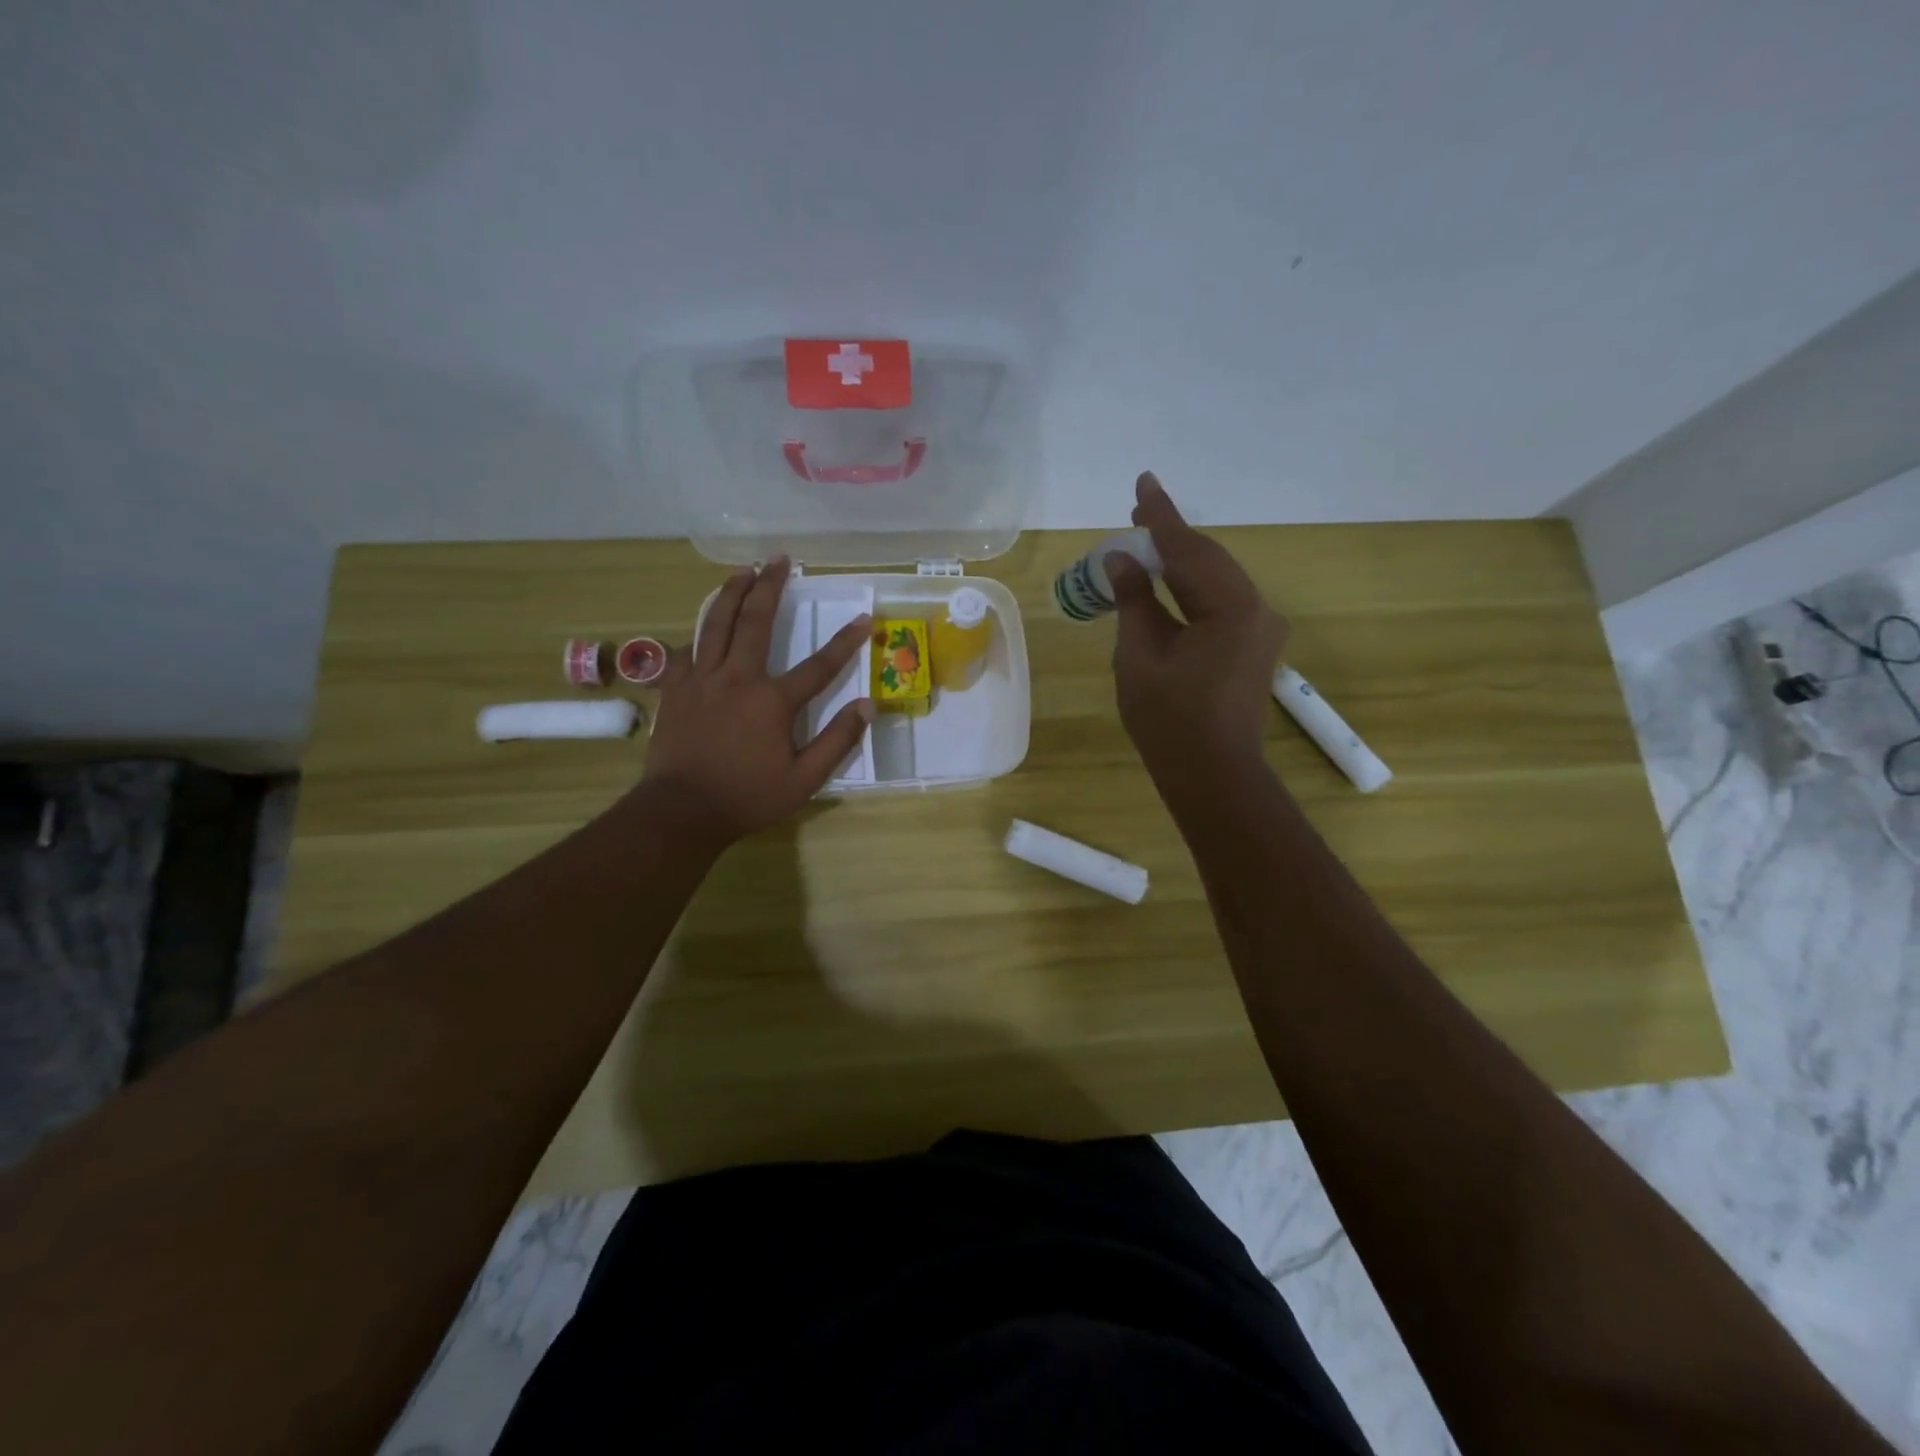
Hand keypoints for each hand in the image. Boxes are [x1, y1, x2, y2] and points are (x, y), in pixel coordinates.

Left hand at [642, 557, 873, 845]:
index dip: (845, 641)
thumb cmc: (747, 797)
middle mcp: (737, 678)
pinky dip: (698, 631)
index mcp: (772, 701)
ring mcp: (701, 680)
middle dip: (771, 587)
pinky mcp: (676, 689)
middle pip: (756, 622)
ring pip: (715, 624)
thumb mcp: (804, 779)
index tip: (863, 618)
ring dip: (731, 593)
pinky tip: (704, 623)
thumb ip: (837, 741)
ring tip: (742, 571)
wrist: (681, 811)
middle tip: (780, 560)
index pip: (819, 665)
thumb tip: (867, 705)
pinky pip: (686, 649)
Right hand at [1109, 472, 1289, 774]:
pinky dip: (1193, 588)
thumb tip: (1122, 559)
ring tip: (1146, 543)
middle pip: (1208, 559)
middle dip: (1171, 537)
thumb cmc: (1169, 720)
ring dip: (1182, 561)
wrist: (1213, 774)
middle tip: (1136, 513)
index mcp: (1230, 608)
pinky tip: (1169, 584)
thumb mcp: (1140, 656)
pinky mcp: (1255, 646)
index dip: (1161, 516)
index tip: (1143, 482)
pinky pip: (1221, 601)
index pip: (1187, 550)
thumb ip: (1134, 601)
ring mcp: (1261, 628)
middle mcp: (1256, 608)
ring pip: (1216, 579)